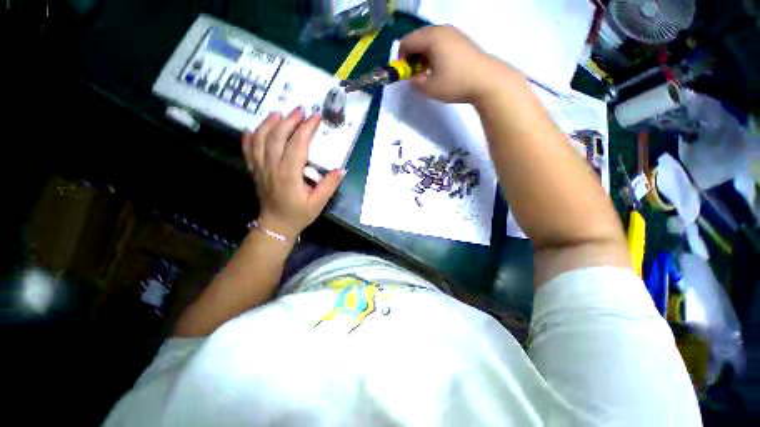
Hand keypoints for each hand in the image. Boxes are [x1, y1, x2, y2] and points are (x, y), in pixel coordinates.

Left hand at [242, 107, 344, 239]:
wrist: (275, 225)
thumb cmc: (298, 214)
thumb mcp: (318, 203)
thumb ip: (329, 186)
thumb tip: (341, 169)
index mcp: (288, 176)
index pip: (297, 146)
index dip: (306, 129)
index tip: (315, 117)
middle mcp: (271, 168)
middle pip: (277, 137)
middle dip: (289, 120)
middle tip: (300, 109)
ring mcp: (260, 168)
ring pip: (260, 139)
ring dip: (269, 123)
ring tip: (280, 112)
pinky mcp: (254, 171)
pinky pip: (248, 150)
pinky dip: (250, 137)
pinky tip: (255, 128)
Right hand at [399, 25, 513, 103]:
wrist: (486, 80)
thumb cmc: (455, 83)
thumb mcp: (430, 88)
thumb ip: (416, 82)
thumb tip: (414, 78)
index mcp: (431, 38)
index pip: (406, 41)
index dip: (401, 58)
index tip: (404, 73)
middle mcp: (441, 30)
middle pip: (417, 38)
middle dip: (412, 56)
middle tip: (415, 73)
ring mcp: (453, 33)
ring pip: (429, 40)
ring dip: (423, 55)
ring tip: (428, 71)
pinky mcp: (461, 39)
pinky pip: (440, 42)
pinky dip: (434, 53)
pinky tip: (440, 67)